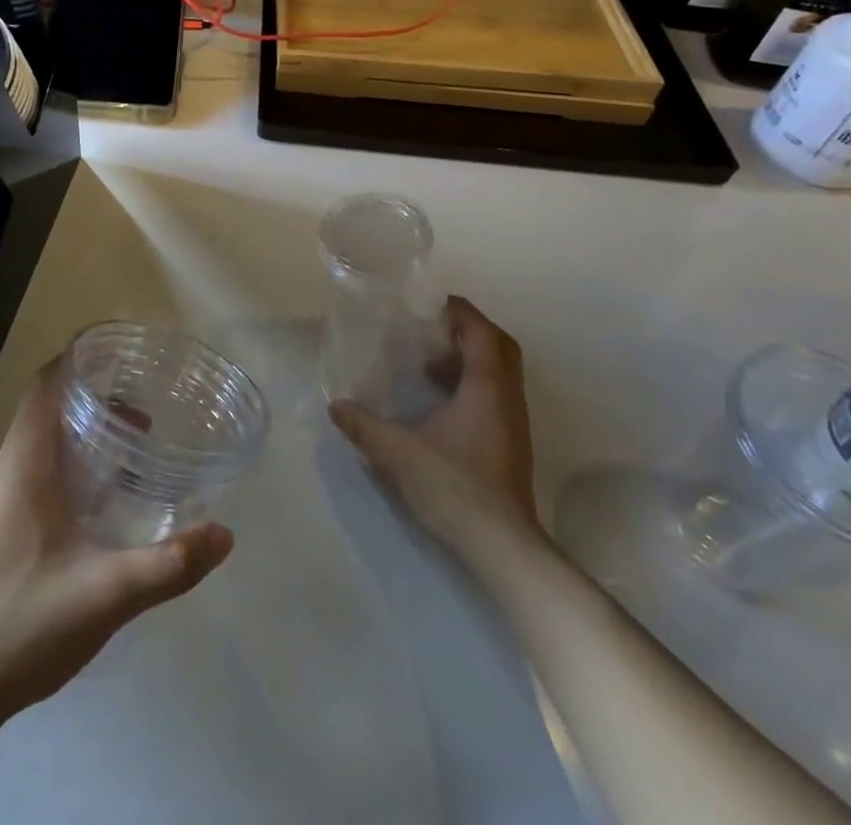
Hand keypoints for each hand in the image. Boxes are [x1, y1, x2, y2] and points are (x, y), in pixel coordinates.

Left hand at [0, 358, 234, 731]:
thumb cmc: (22, 626)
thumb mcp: (105, 596)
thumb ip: (168, 565)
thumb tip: (224, 535)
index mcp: (21, 464)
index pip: (47, 384)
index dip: (81, 362)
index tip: (124, 361)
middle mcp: (1, 468)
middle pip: (48, 411)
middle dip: (96, 406)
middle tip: (145, 421)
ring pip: (39, 445)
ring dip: (81, 440)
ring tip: (129, 459)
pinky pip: (29, 472)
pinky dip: (65, 467)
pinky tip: (94, 505)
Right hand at [329, 296, 538, 548]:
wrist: (503, 546)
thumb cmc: (455, 486)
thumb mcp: (398, 453)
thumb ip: (364, 426)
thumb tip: (336, 406)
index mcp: (486, 386)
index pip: (480, 330)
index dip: (458, 311)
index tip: (428, 304)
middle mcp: (506, 396)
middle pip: (498, 345)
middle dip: (467, 330)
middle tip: (432, 329)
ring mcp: (514, 421)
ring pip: (500, 371)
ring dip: (469, 358)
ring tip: (429, 366)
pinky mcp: (512, 442)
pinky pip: (496, 393)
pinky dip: (472, 383)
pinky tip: (441, 404)